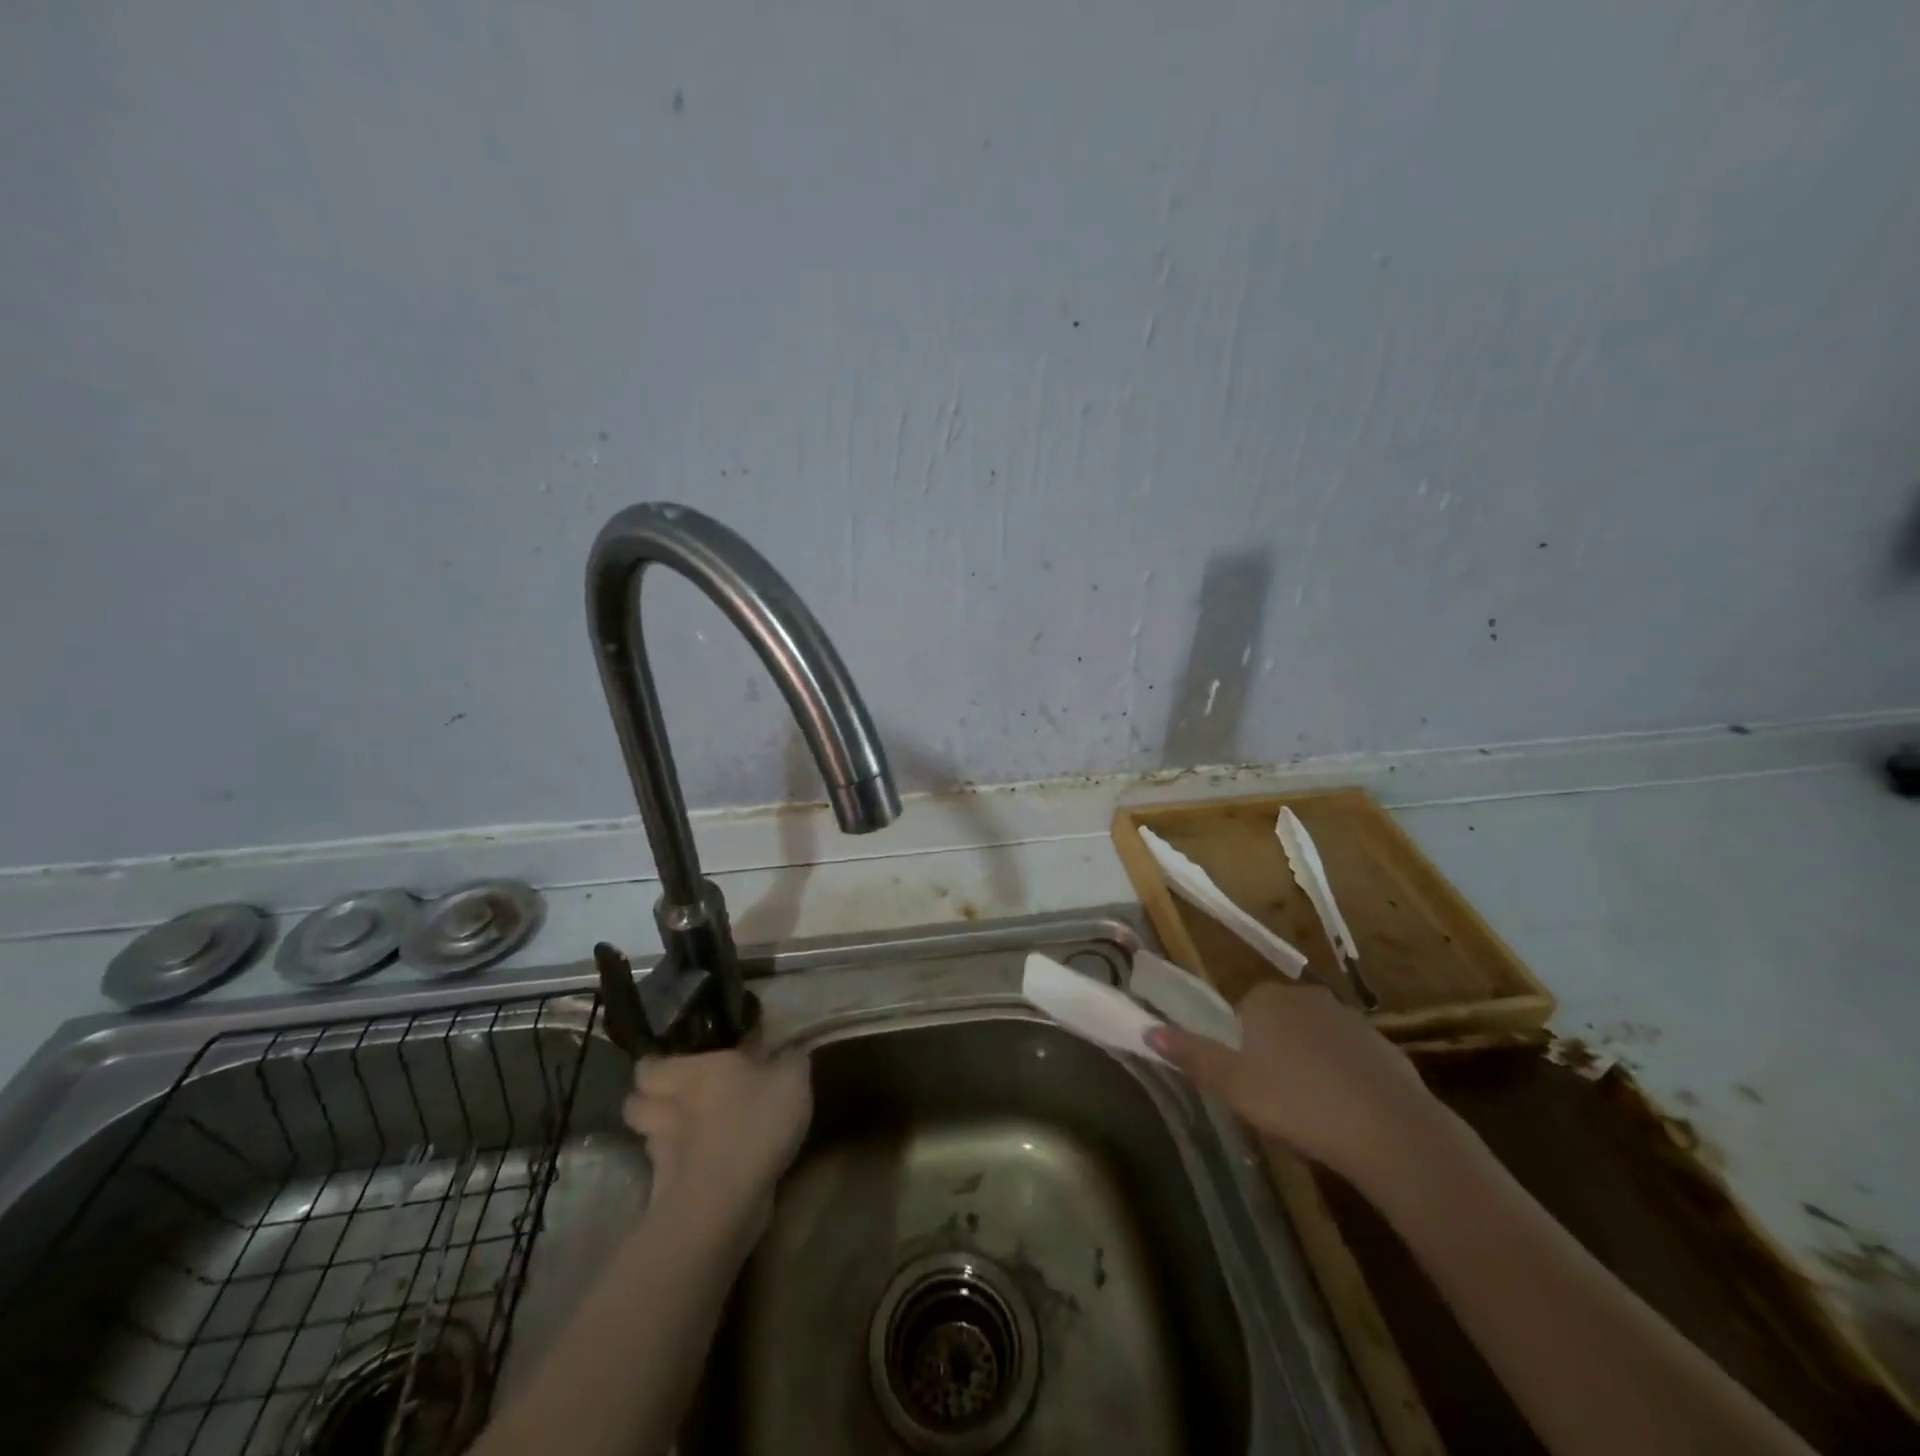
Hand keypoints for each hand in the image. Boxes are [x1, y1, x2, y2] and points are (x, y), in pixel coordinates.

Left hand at [623, 1046, 812, 1229]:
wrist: (725, 1202)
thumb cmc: (754, 1122)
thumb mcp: (791, 1079)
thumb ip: (790, 1058)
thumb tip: (790, 1048)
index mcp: (690, 1072)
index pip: (648, 1065)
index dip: (657, 1063)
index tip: (674, 1062)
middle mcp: (667, 1108)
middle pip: (634, 1102)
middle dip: (648, 1099)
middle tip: (676, 1096)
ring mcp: (662, 1153)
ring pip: (648, 1138)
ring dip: (661, 1135)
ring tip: (687, 1132)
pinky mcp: (667, 1193)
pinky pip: (665, 1174)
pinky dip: (676, 1171)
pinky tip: (701, 1167)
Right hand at [1147, 982, 1446, 1190]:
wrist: (1392, 1132)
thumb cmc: (1298, 1102)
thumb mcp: (1232, 1085)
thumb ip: (1191, 1055)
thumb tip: (1148, 1031)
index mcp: (1266, 998)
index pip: (1239, 1015)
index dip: (1238, 1051)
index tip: (1247, 1086)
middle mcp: (1306, 996)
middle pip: (1275, 1025)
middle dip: (1272, 1057)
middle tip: (1274, 1103)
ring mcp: (1350, 1019)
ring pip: (1313, 1042)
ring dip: (1308, 1068)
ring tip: (1311, 1116)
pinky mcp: (1384, 1047)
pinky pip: (1348, 1060)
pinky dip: (1343, 1080)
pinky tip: (1346, 1117)